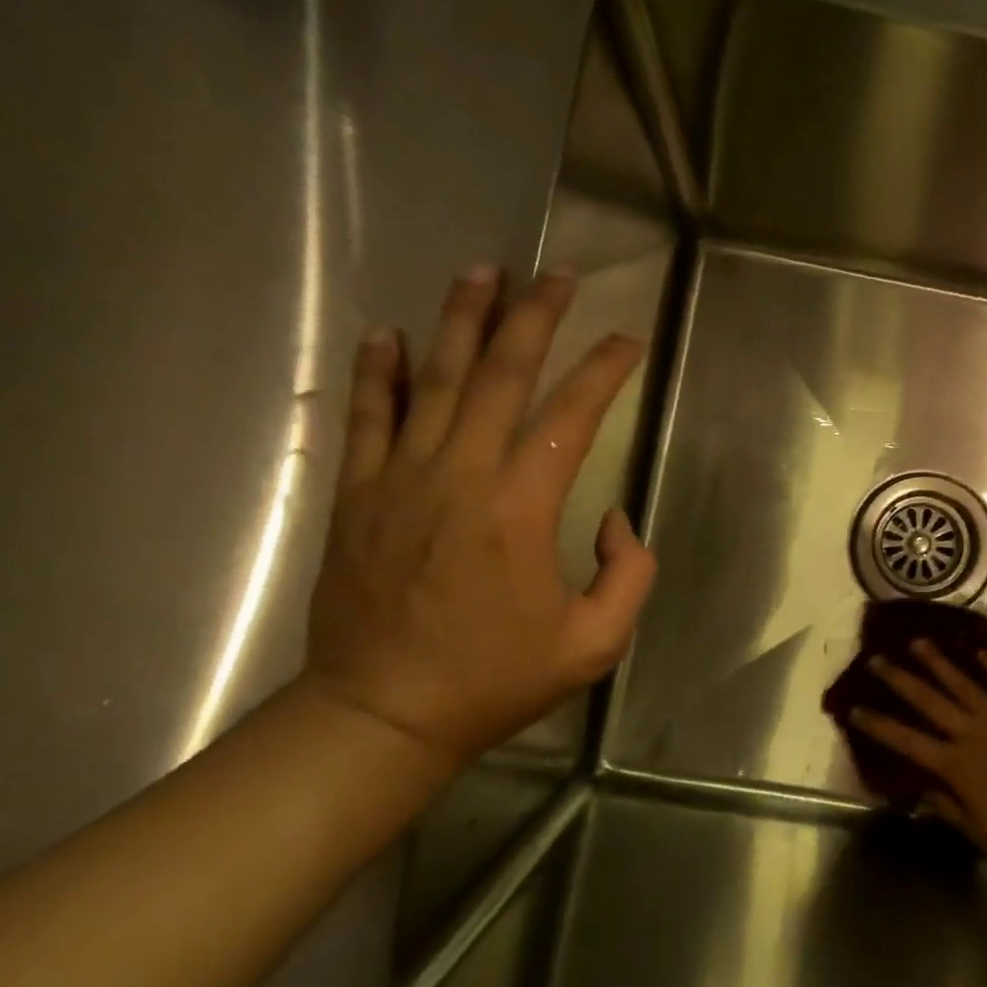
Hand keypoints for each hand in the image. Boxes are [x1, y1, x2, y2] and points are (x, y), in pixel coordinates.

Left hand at [302, 265, 656, 764]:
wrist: (382, 715)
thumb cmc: (495, 680)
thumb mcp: (594, 644)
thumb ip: (628, 574)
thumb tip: (612, 517)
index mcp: (521, 508)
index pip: (571, 416)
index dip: (605, 371)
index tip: (628, 340)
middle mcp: (460, 475)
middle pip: (499, 375)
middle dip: (534, 318)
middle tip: (556, 276)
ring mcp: (400, 479)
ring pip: (431, 380)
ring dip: (459, 320)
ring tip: (481, 271)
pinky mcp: (358, 495)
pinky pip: (366, 417)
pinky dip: (376, 371)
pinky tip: (385, 332)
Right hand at [850, 640, 986, 874]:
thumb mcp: (980, 832)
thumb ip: (948, 808)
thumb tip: (921, 790)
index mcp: (956, 764)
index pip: (907, 741)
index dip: (879, 725)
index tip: (854, 709)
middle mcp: (972, 732)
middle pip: (929, 701)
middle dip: (900, 680)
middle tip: (877, 659)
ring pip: (962, 684)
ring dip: (938, 663)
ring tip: (918, 642)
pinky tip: (980, 652)